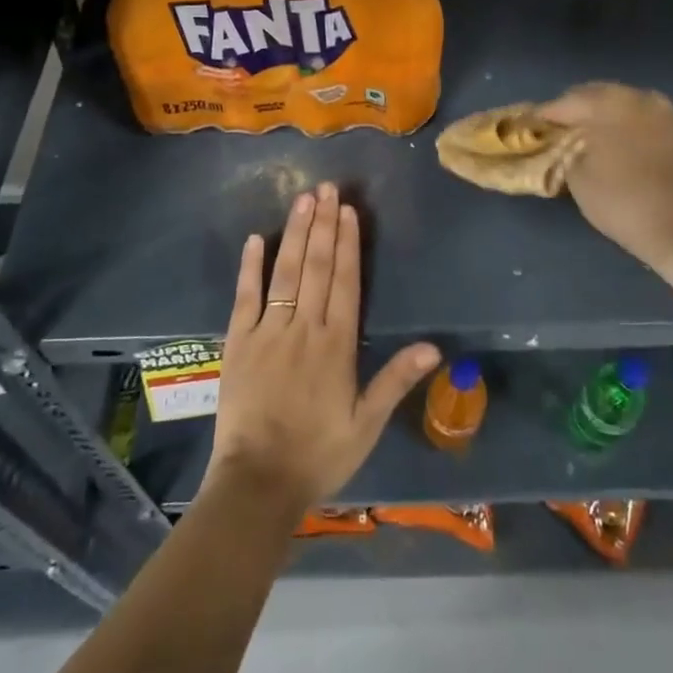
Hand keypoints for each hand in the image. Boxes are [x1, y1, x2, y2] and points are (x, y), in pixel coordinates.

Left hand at [203, 184, 439, 519]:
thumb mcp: (367, 424)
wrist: (258, 483)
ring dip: (295, 234)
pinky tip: (256, 238)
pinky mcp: (238, 342)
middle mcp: (303, 328)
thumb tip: (435, 347)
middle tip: (327, 188)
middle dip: (323, 224)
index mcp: (336, 345)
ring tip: (303, 200)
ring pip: (284, 272)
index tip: (348, 210)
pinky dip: (250, 267)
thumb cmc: (319, 454)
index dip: (347, 243)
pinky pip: (245, 297)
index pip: (345, 281)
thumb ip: (396, 380)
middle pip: (316, 266)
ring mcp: (267, 332)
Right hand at [540, 83, 672, 277]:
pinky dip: (634, 130)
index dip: (544, 116)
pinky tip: (629, 151)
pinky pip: (651, 122)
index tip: (530, 129)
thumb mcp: (580, 181)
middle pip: (598, 96)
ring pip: (628, 107)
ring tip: (595, 141)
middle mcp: (641, 97)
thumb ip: (567, 151)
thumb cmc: (627, 205)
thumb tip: (568, 143)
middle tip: (561, 133)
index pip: (564, 102)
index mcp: (609, 103)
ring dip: (608, 119)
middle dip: (577, 112)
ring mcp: (671, 113)